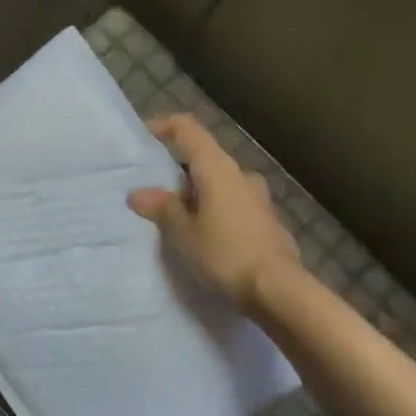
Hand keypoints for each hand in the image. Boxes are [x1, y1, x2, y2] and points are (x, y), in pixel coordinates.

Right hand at [128, 114, 301, 310]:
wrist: (276, 289)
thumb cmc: (225, 253)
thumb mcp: (184, 233)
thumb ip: (162, 208)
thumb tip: (138, 193)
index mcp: (218, 169)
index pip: (188, 129)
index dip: (164, 126)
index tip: (144, 137)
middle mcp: (241, 175)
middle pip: (203, 159)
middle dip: (177, 173)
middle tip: (153, 195)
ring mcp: (258, 197)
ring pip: (218, 184)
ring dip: (196, 195)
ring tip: (175, 221)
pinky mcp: (266, 220)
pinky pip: (232, 205)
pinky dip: (213, 212)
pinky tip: (203, 238)